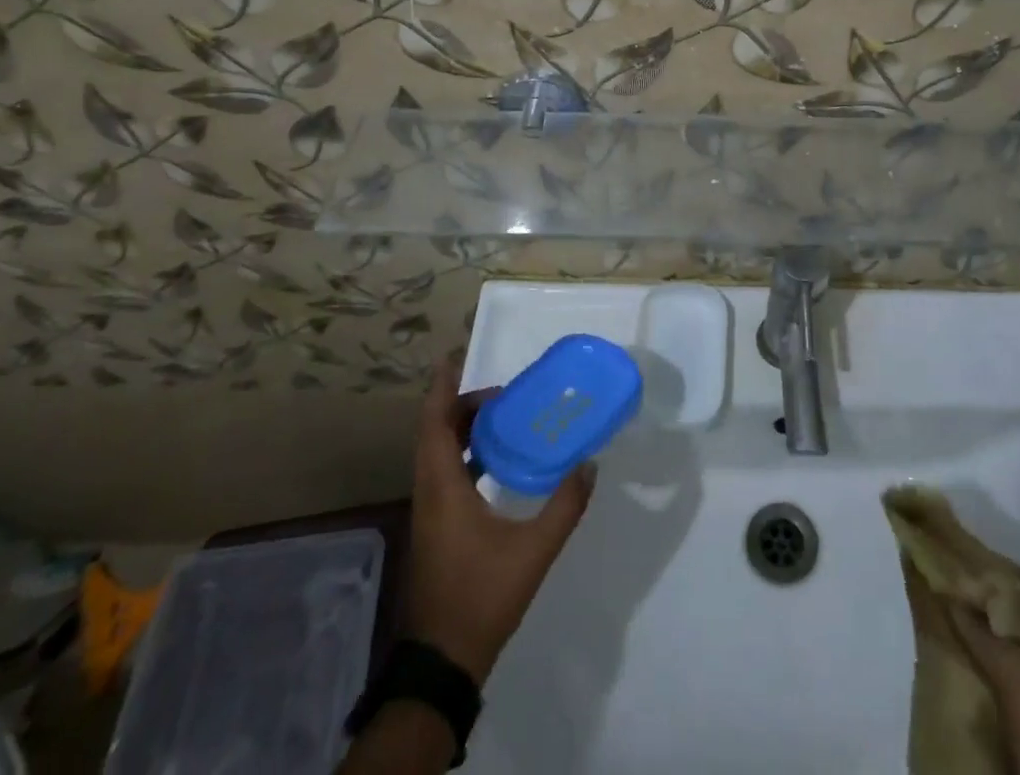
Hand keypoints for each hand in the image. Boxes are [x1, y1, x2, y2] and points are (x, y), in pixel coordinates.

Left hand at [402, 355, 596, 683]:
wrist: (442, 662)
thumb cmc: (482, 597)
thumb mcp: (534, 551)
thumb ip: (565, 504)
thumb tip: (590, 463)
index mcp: (443, 488)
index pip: (435, 423)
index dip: (442, 388)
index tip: (457, 357)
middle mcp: (429, 493)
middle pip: (436, 433)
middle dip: (463, 404)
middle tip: (503, 392)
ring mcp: (430, 513)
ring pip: (438, 454)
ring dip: (463, 429)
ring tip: (503, 416)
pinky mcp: (436, 528)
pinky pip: (445, 473)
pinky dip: (466, 454)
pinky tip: (496, 462)